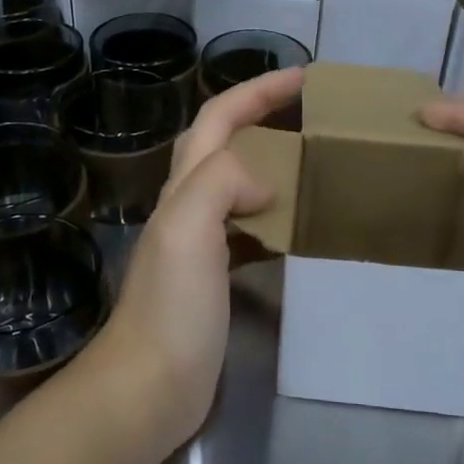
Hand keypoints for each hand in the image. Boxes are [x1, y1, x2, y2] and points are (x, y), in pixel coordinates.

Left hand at [96, 67, 304, 449]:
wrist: (149, 386)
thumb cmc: (171, 306)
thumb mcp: (188, 228)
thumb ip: (221, 182)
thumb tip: (266, 182)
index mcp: (184, 186)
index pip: (219, 116)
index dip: (258, 90)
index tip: (305, 77)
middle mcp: (189, 204)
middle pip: (225, 141)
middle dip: (263, 114)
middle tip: (312, 113)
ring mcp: (201, 242)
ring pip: (238, 182)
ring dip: (272, 161)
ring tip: (315, 161)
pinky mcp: (216, 276)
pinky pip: (250, 226)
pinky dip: (275, 213)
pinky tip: (300, 226)